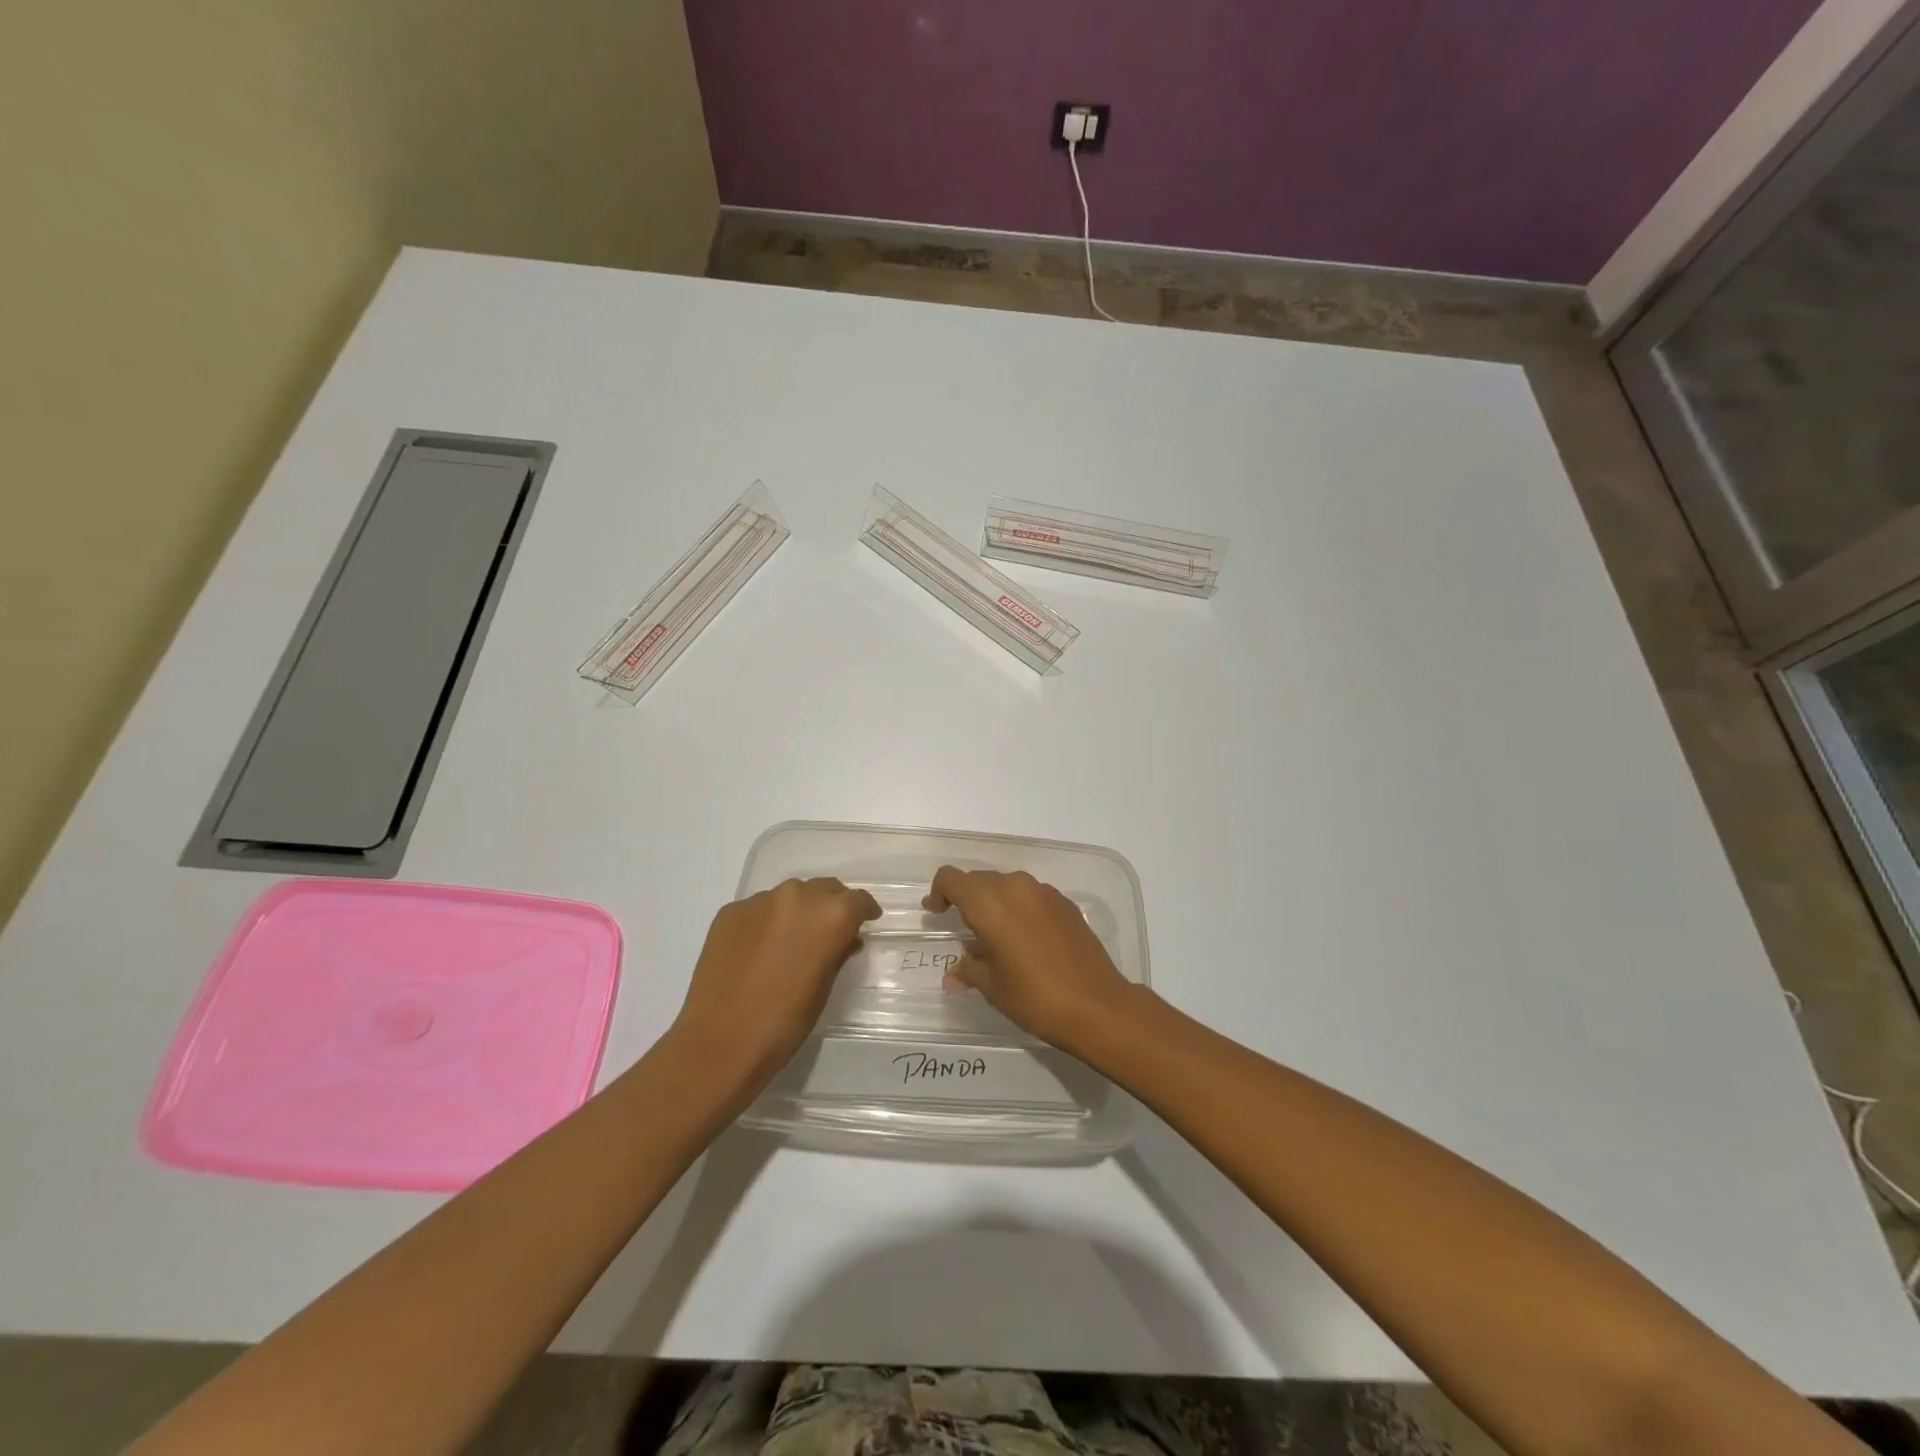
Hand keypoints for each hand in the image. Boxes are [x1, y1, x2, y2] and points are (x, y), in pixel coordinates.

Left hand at [670, 878, 880, 1089]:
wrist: (720, 1041)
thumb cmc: (785, 1022)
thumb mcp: (825, 987)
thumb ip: (838, 953)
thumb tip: (845, 939)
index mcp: (831, 915)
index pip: (858, 900)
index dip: (864, 911)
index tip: (865, 922)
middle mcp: (797, 896)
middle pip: (824, 889)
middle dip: (831, 905)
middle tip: (828, 931)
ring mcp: (760, 901)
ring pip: (789, 895)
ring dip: (797, 910)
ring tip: (790, 940)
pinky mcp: (730, 911)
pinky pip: (758, 908)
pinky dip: (766, 921)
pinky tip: (759, 949)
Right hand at [923, 866, 1137, 1057]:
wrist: (1096, 1005)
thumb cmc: (1034, 996)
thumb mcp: (993, 987)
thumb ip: (969, 970)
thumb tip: (953, 974)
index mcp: (990, 903)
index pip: (952, 879)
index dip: (939, 893)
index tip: (936, 913)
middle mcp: (1016, 887)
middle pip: (979, 880)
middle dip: (966, 900)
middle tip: (964, 931)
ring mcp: (1044, 893)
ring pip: (1007, 886)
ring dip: (995, 904)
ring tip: (995, 938)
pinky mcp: (1065, 904)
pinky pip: (1031, 896)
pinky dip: (1019, 909)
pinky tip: (1025, 940)